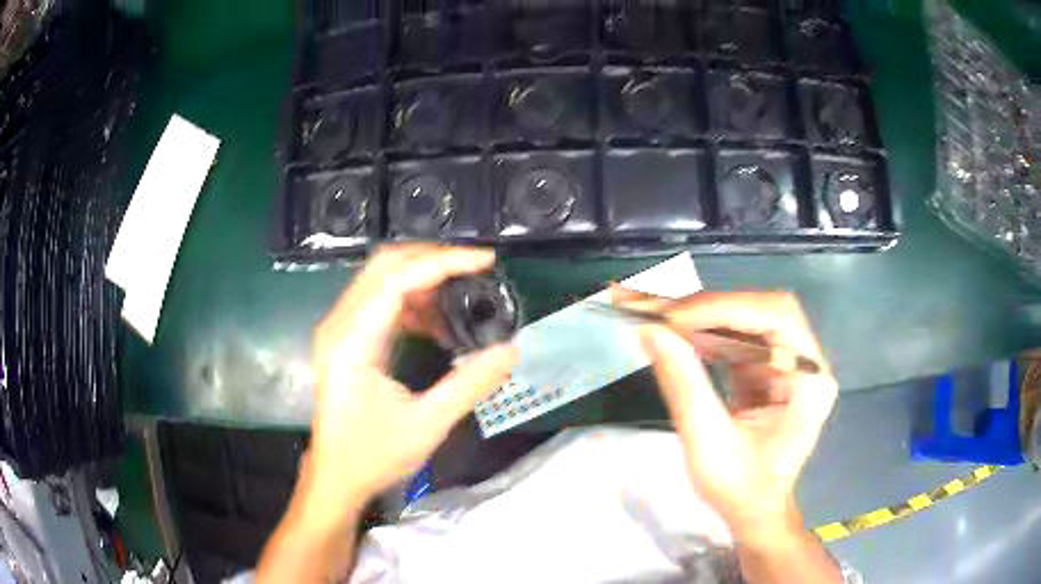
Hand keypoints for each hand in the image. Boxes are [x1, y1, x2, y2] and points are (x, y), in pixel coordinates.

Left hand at [300, 244, 518, 529]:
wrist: (335, 477)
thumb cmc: (373, 456)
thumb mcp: (427, 425)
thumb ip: (470, 384)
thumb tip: (512, 351)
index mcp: (353, 341)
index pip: (398, 278)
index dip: (444, 262)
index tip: (486, 261)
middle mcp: (340, 324)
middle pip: (384, 265)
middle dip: (433, 259)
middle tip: (476, 269)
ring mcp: (338, 329)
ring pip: (380, 278)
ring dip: (422, 277)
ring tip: (462, 293)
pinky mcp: (344, 339)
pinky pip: (377, 300)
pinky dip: (410, 299)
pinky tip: (435, 321)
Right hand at [613, 290, 836, 541]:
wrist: (754, 511)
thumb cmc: (740, 489)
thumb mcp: (708, 446)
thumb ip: (684, 386)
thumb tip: (651, 331)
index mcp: (810, 380)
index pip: (776, 317)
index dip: (725, 308)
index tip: (673, 317)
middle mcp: (806, 362)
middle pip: (762, 310)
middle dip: (709, 308)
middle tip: (658, 312)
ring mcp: (789, 363)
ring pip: (747, 319)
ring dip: (702, 318)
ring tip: (659, 319)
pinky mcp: (769, 368)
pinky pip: (737, 337)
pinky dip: (705, 334)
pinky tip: (679, 337)